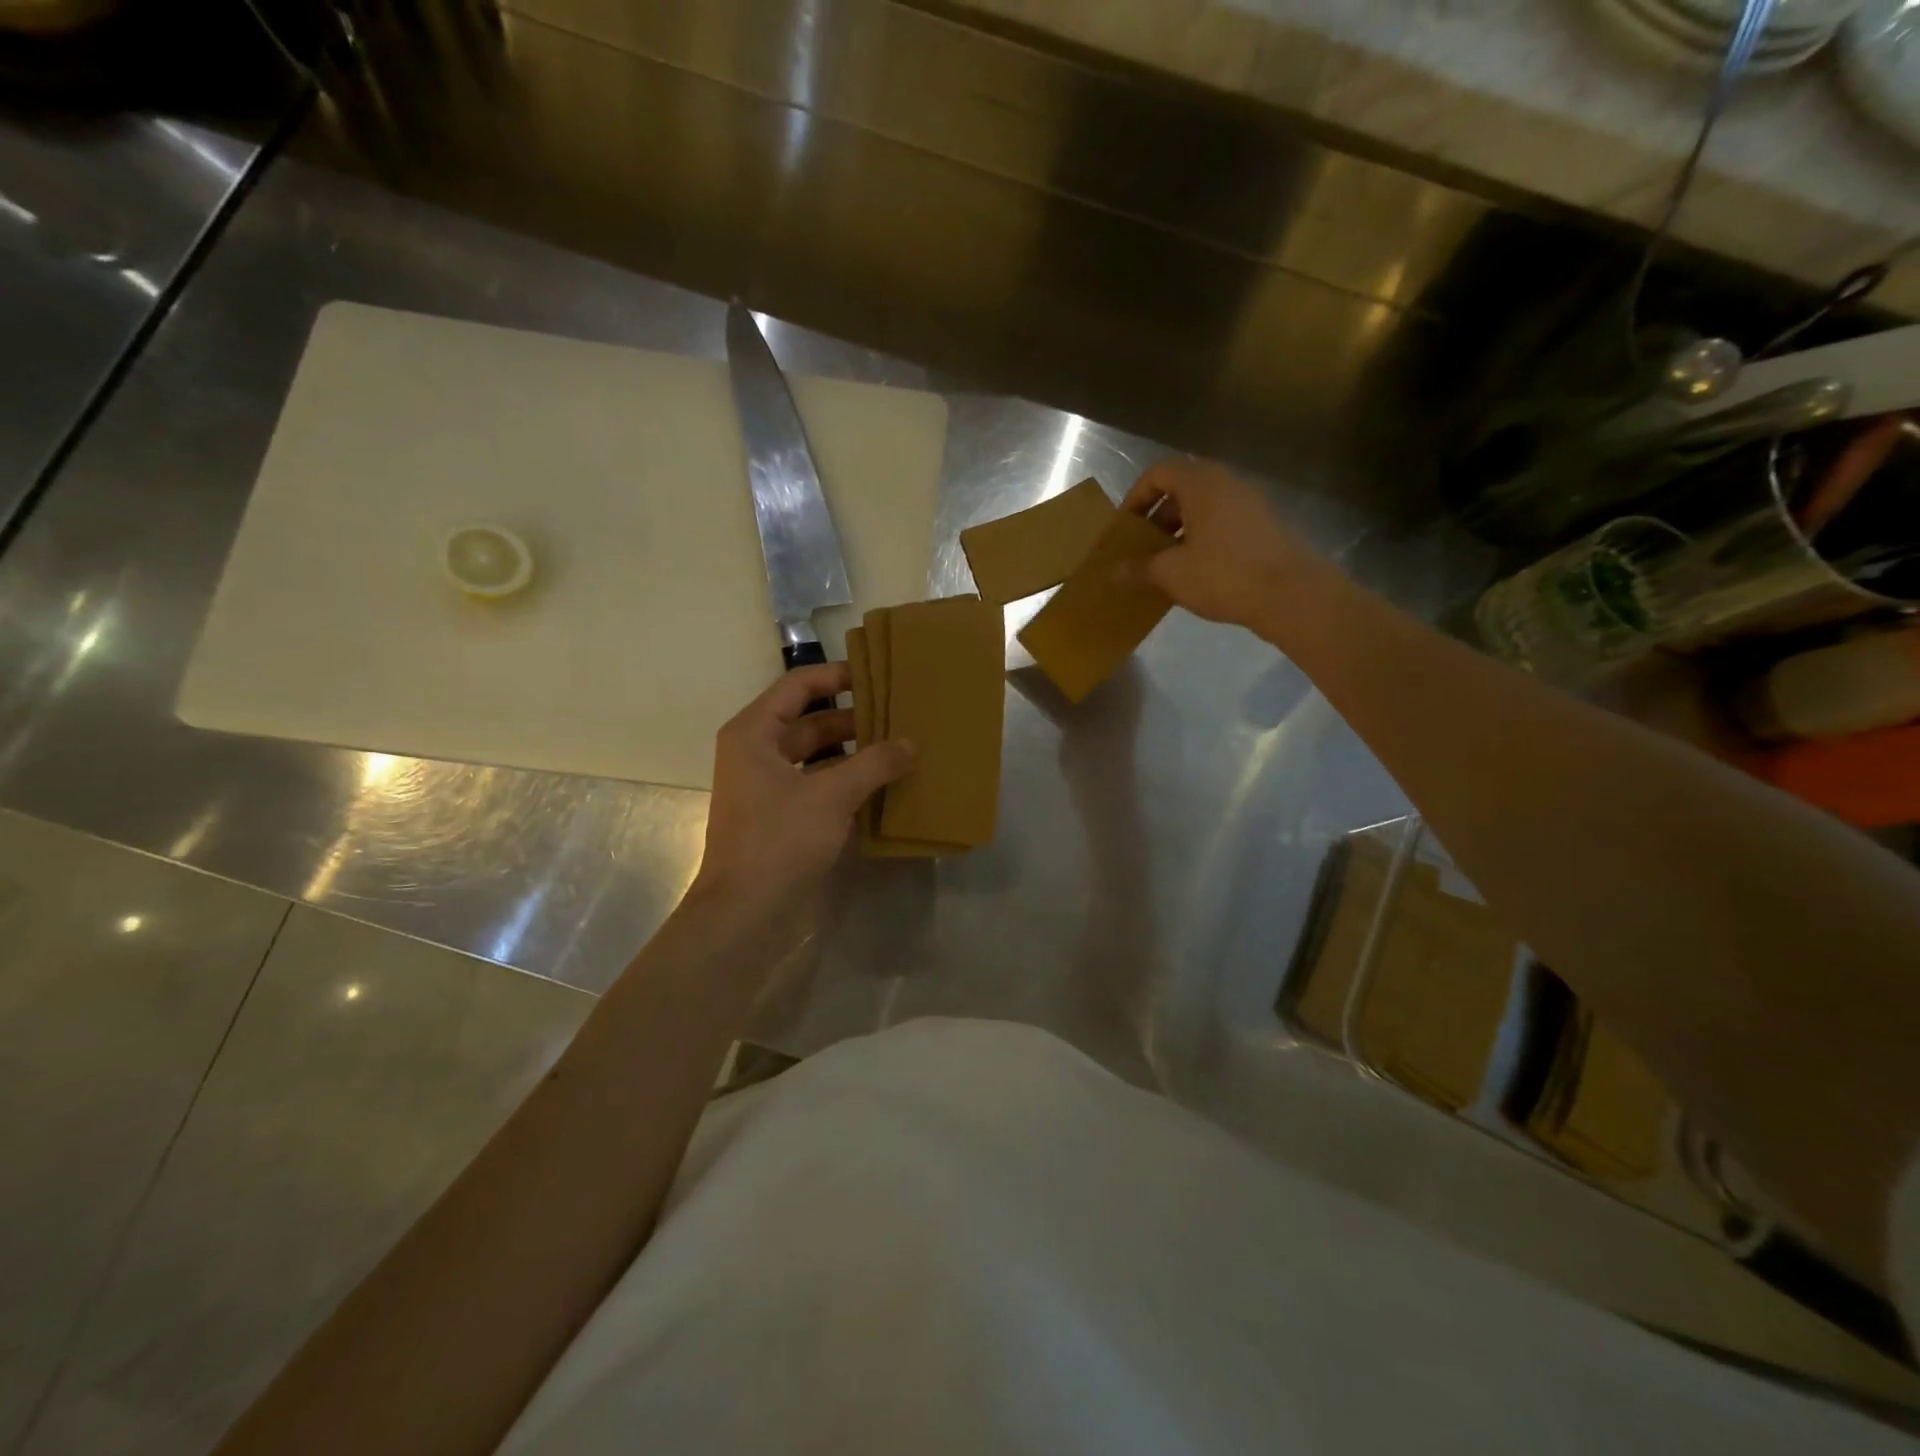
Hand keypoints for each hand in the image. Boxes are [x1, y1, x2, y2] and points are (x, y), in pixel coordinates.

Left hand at [691, 662, 913, 918]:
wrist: (745, 913)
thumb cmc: (779, 840)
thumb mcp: (831, 795)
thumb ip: (874, 764)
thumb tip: (911, 744)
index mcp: (755, 733)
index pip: (798, 686)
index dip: (837, 675)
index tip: (878, 674)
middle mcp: (758, 752)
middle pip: (811, 720)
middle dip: (855, 718)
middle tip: (901, 713)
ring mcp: (770, 787)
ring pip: (818, 755)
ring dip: (856, 752)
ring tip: (901, 746)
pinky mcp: (783, 816)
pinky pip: (820, 785)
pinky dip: (849, 781)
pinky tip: (885, 784)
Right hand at [1121, 459, 1331, 633]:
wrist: (1292, 595)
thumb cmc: (1223, 574)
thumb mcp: (1171, 573)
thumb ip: (1137, 568)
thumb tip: (1109, 572)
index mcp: (1201, 483)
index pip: (1158, 473)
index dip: (1135, 497)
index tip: (1125, 529)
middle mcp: (1228, 483)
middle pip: (1182, 488)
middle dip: (1156, 517)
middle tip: (1142, 548)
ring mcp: (1251, 503)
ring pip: (1204, 507)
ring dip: (1179, 530)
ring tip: (1166, 564)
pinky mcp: (1265, 526)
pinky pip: (1223, 523)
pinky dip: (1203, 539)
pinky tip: (1196, 572)